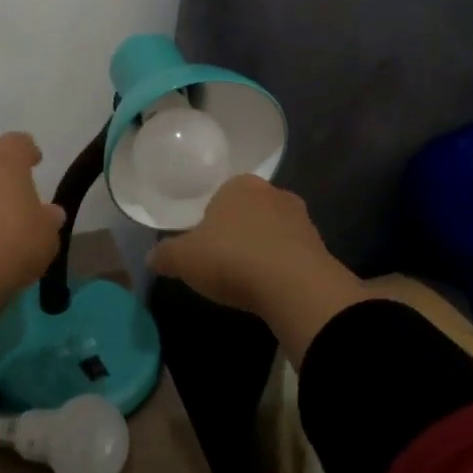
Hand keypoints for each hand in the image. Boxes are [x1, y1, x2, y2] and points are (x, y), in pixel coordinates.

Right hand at [147, 175, 364, 363]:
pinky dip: (281, 266)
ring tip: (248, 279)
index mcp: (239, 185)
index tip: (204, 247)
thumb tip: (152, 257)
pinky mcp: (320, 245)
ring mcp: (300, 218)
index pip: (220, 195)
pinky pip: (292, 253)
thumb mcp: (184, 259)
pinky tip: (271, 288)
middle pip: (248, 211)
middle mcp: (272, 192)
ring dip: (261, 249)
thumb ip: (165, 255)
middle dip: (237, 232)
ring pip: (272, 231)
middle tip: (223, 262)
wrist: (295, 287)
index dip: (209, 221)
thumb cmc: (232, 259)